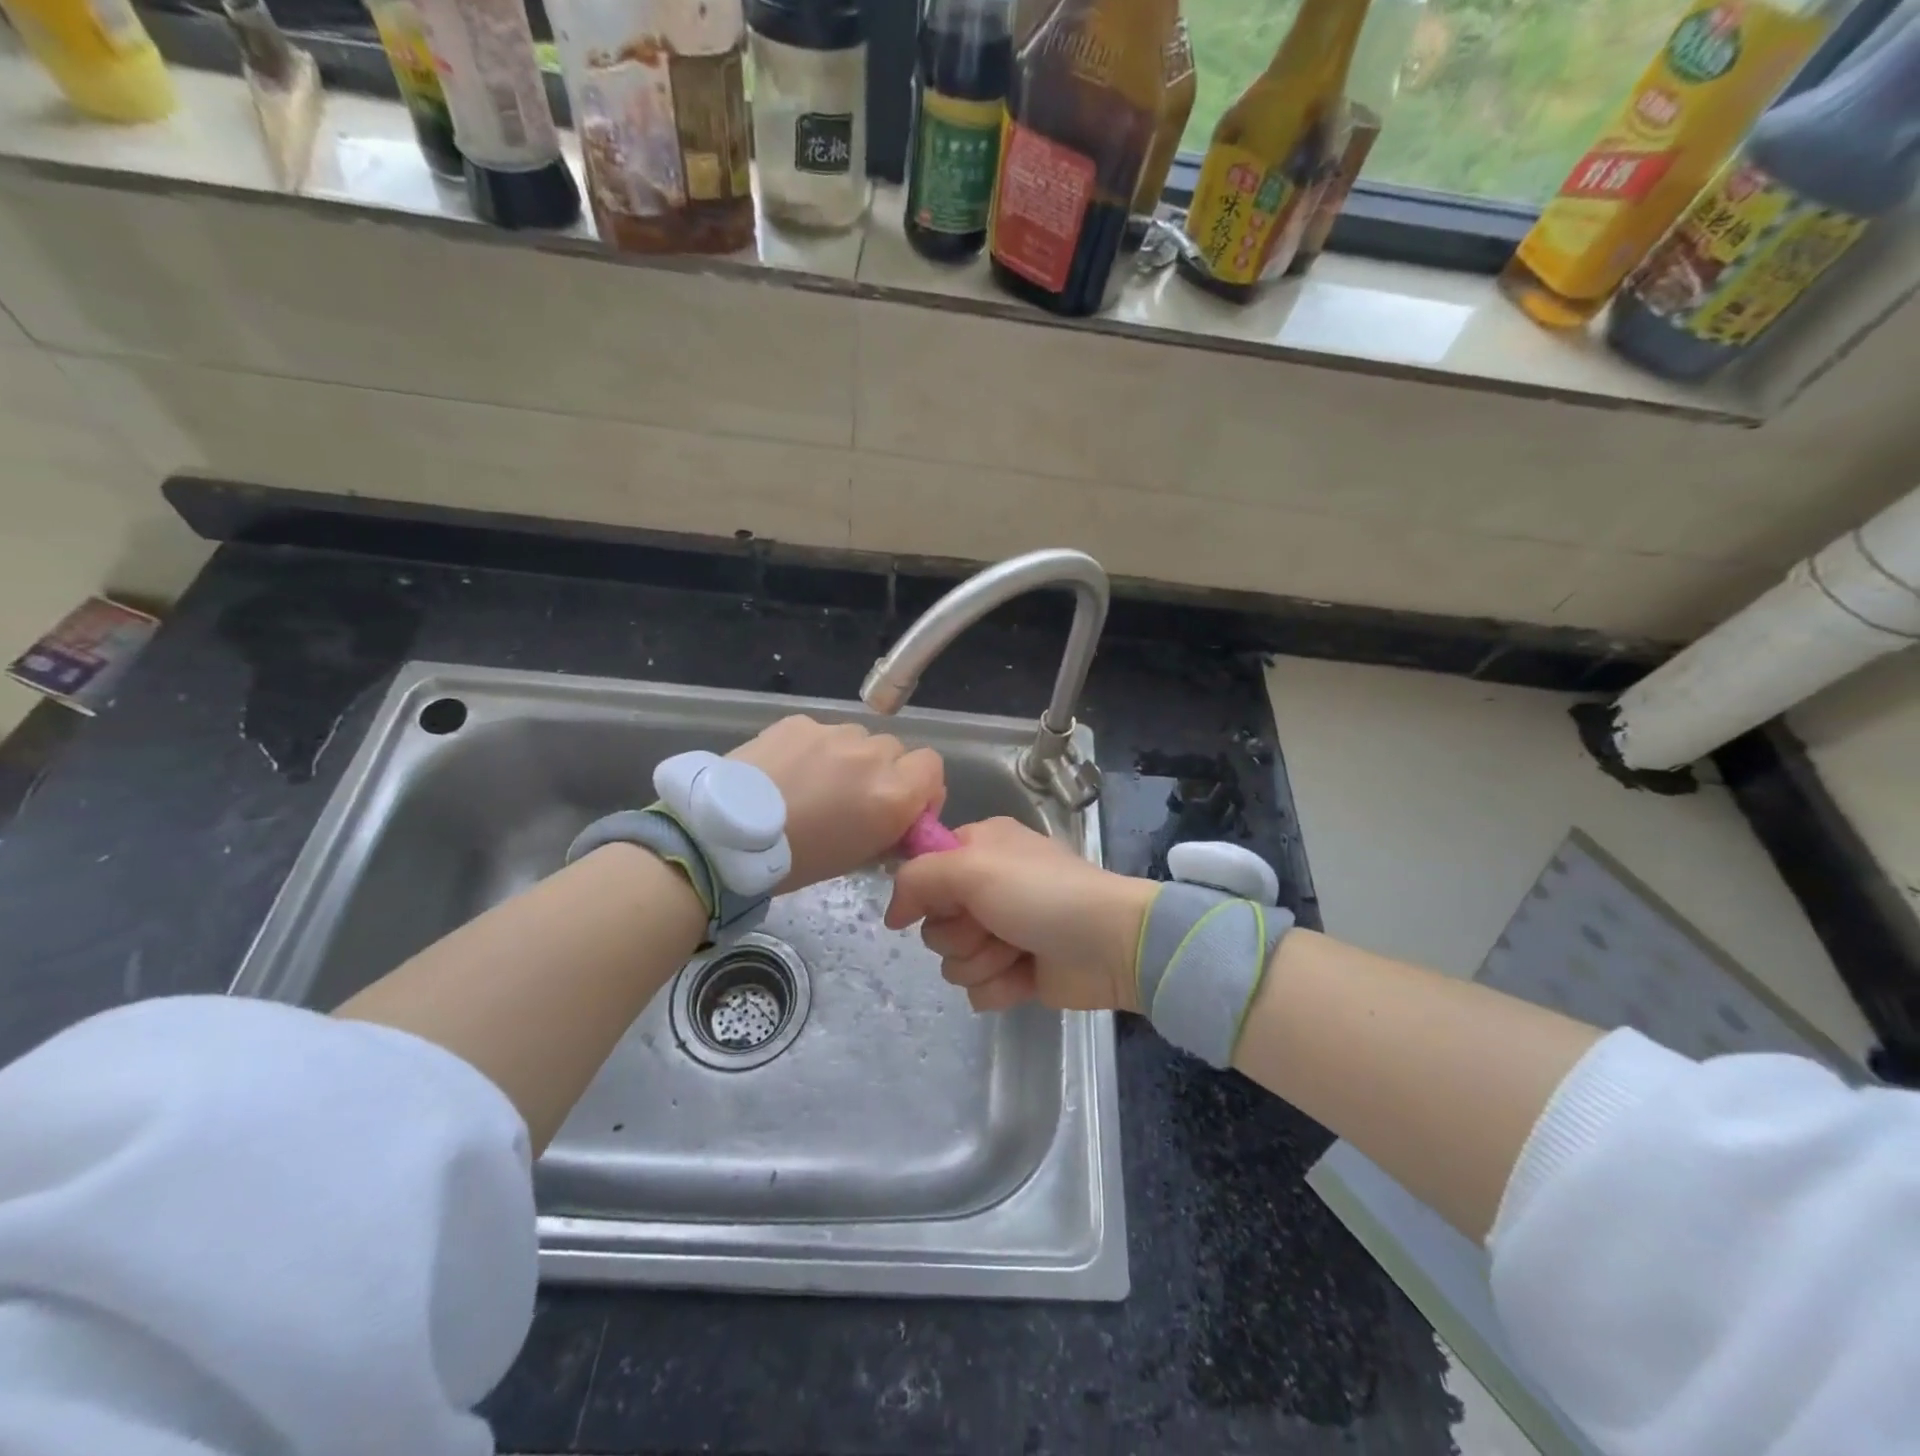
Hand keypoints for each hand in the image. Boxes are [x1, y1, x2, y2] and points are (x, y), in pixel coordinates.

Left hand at [729, 716, 943, 890]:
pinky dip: (815, 750)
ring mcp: (834, 733)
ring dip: (849, 758)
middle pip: (895, 751)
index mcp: (893, 793)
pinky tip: (788, 771)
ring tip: (815, 784)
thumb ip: (889, 830)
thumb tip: (897, 820)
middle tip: (854, 798)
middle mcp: (871, 754)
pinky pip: (822, 733)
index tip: (904, 808)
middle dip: (883, 772)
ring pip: (858, 739)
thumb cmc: (798, 859)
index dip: (923, 787)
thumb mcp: (857, 857)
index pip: (933, 768)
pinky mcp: (800, 722)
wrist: (727, 836)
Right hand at [884, 817, 1155, 1012]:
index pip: (924, 870)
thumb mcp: (972, 868)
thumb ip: (918, 878)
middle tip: (992, 926)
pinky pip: (978, 988)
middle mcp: (987, 887)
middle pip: (935, 923)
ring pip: (953, 960)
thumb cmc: (1041, 894)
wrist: (1110, 944)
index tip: (946, 902)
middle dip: (960, 933)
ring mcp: (1002, 931)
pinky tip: (1025, 976)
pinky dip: (1000, 986)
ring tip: (1017, 951)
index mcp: (980, 847)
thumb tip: (892, 914)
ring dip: (982, 961)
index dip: (928, 892)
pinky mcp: (1015, 971)